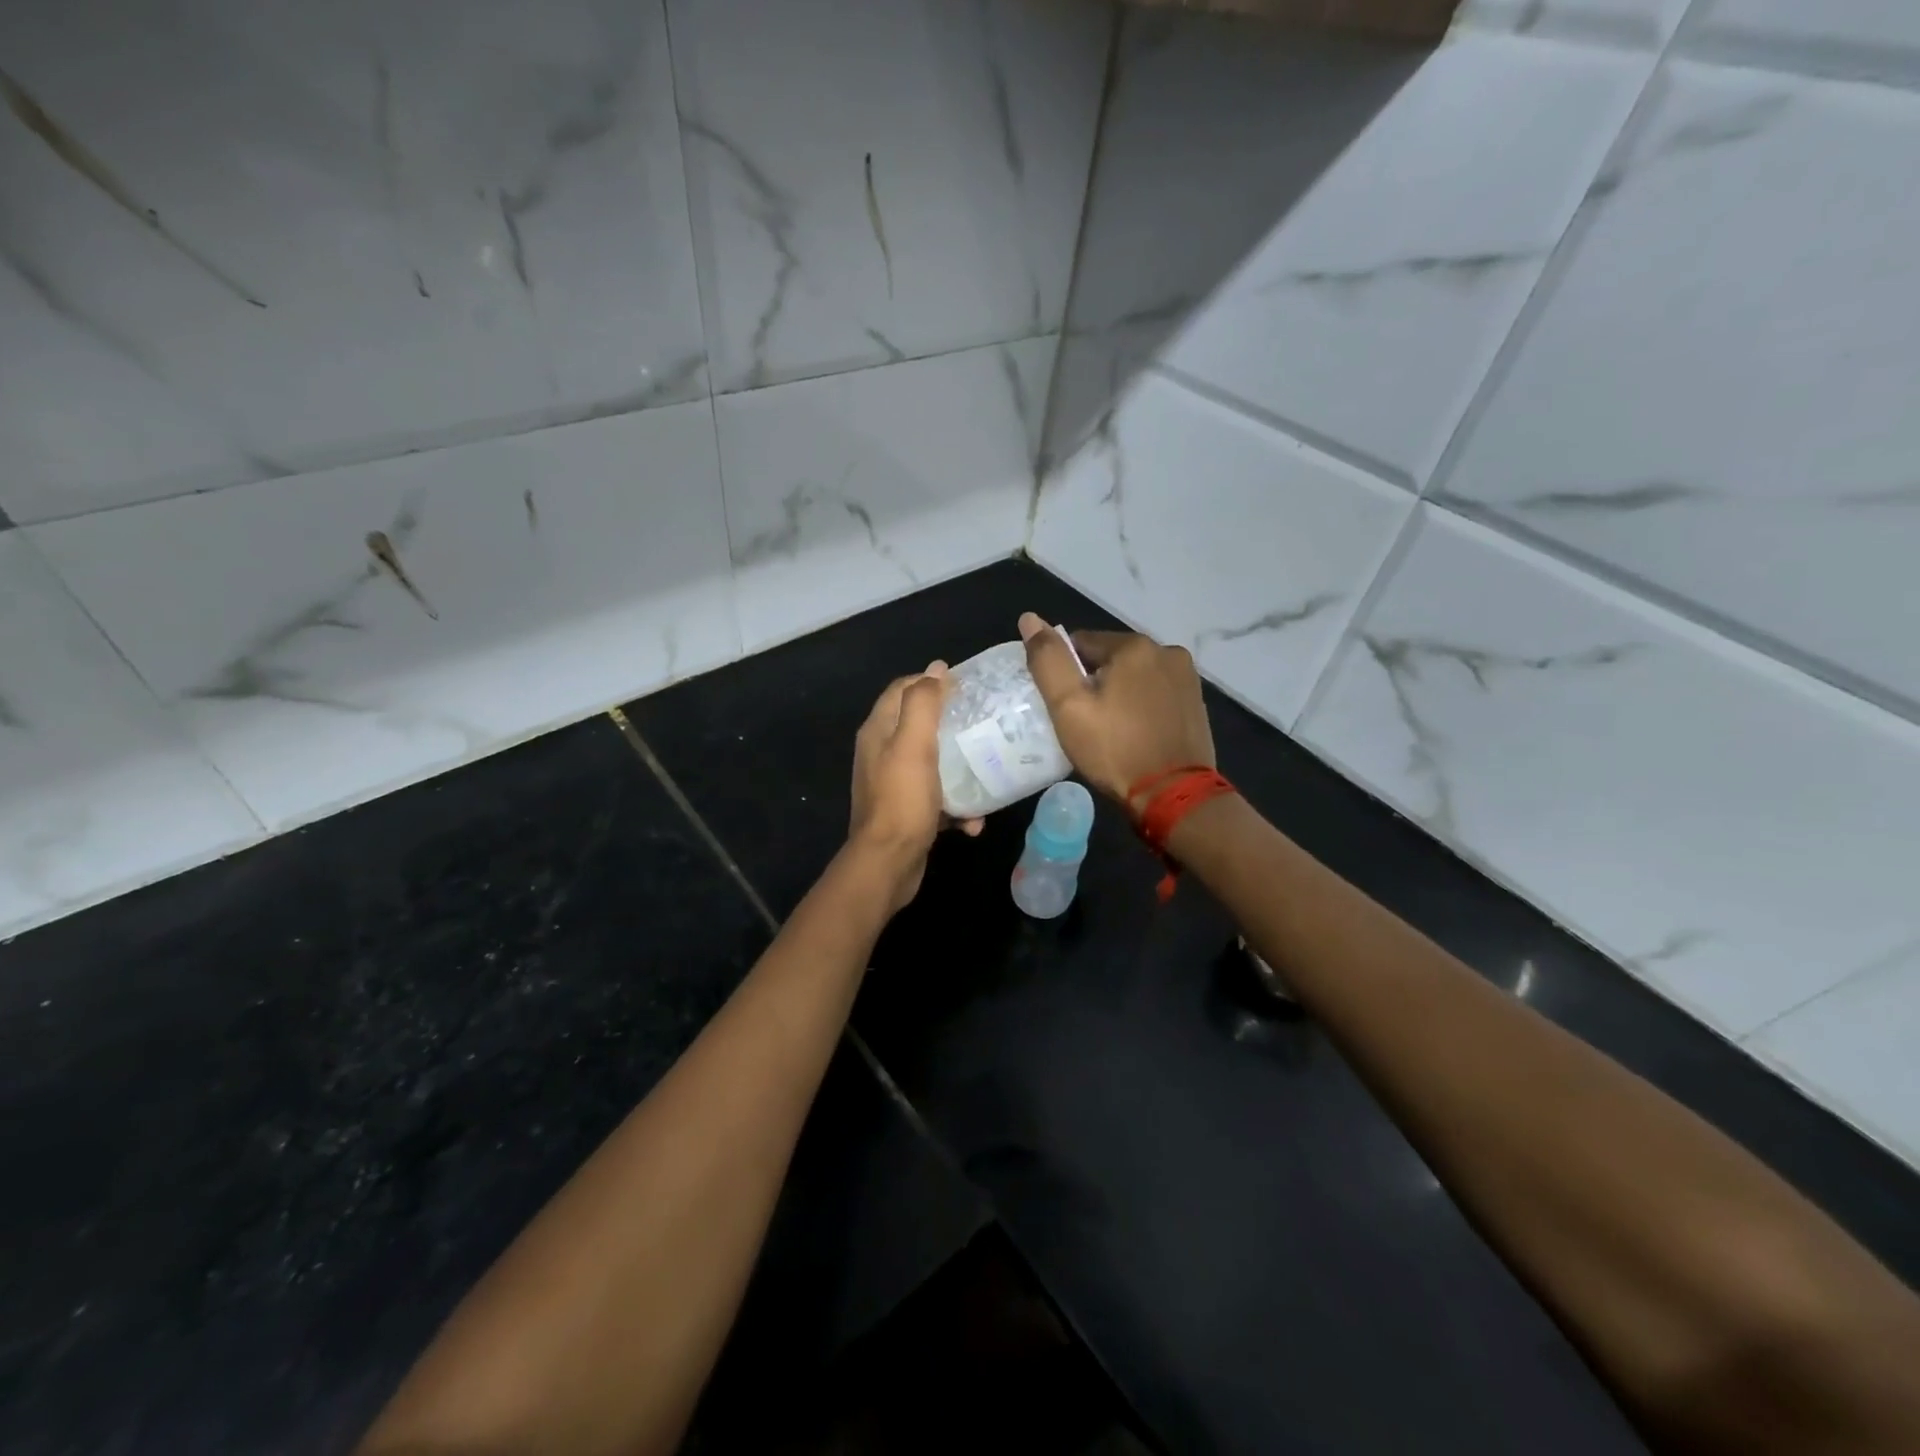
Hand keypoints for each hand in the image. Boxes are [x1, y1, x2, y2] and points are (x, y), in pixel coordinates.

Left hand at [848, 661, 981, 911]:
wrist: (889, 863)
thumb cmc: (902, 799)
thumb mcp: (914, 744)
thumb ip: (923, 703)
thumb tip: (936, 668)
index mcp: (878, 731)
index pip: (902, 689)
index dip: (931, 682)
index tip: (966, 687)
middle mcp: (881, 753)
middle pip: (919, 725)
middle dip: (951, 723)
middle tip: (983, 723)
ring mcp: (893, 785)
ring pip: (932, 763)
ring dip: (960, 769)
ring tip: (988, 770)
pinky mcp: (907, 812)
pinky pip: (937, 798)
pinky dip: (956, 806)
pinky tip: (974, 820)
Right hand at [1019, 612, 1214, 809]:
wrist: (1174, 796)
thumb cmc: (1115, 750)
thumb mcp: (1068, 706)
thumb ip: (1048, 660)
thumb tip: (1029, 618)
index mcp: (1134, 646)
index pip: (1080, 643)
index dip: (1066, 674)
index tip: (1065, 707)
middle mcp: (1167, 651)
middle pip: (1110, 658)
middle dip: (1094, 683)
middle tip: (1085, 722)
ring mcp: (1187, 678)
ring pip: (1135, 676)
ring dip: (1119, 693)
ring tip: (1110, 731)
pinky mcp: (1196, 703)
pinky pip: (1156, 694)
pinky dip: (1141, 706)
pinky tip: (1135, 734)